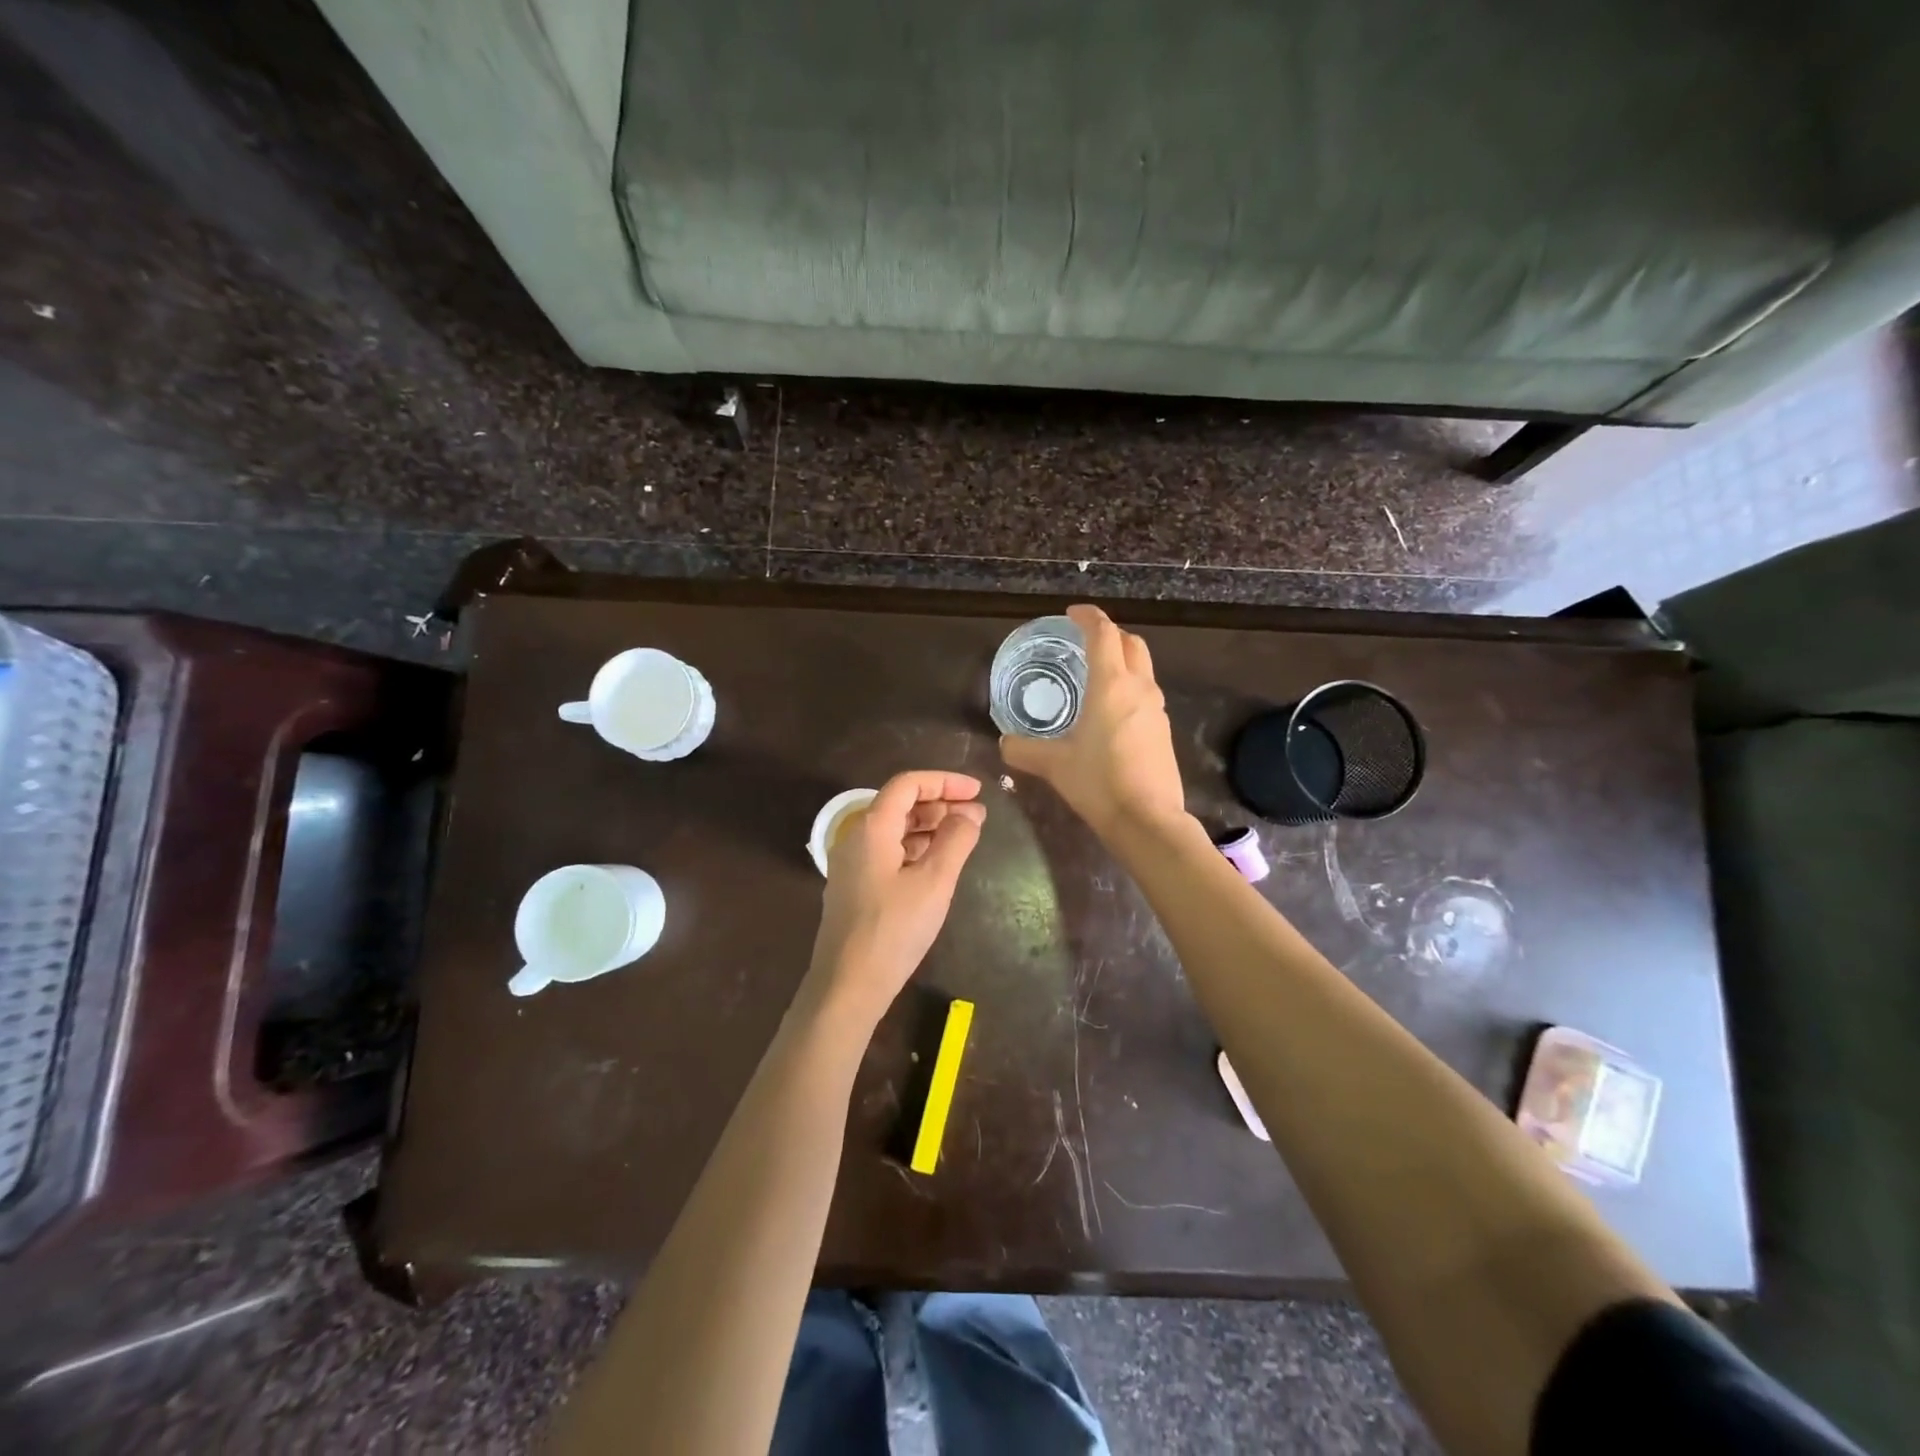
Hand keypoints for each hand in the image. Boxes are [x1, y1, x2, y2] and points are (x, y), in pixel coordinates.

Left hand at [808, 770, 985, 1025]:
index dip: (944, 781)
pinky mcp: (854, 887)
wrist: (847, 986)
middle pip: (900, 804)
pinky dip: (915, 848)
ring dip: (929, 827)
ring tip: (963, 837)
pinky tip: (937, 863)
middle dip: (939, 803)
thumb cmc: (894, 929)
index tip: (977, 791)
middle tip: (975, 816)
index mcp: (872, 828)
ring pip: (894, 830)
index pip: (908, 785)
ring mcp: (852, 864)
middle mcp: (856, 838)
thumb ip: (956, 840)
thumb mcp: (934, 882)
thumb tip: (971, 812)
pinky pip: (888, 852)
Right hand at [1000, 604, 1185, 837]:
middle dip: (1110, 634)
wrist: (1147, 820)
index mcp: (1111, 685)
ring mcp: (1156, 709)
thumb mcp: (1053, 765)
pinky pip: (1146, 694)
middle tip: (1085, 641)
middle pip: (1131, 643)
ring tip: (1096, 675)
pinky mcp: (1163, 731)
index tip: (1072, 614)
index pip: (1103, 633)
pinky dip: (1129, 688)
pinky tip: (1110, 712)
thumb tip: (1004, 743)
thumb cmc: (1098, 782)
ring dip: (1123, 661)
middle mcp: (1139, 688)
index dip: (1088, 617)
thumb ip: (1023, 750)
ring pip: (1143, 669)